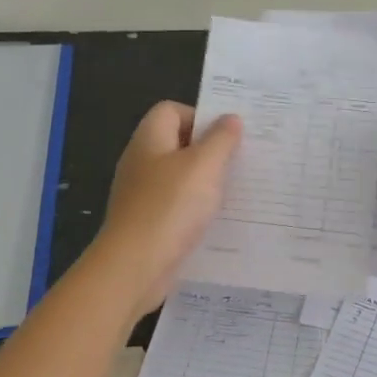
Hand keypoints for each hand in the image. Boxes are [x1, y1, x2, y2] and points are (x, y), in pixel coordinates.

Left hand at [93, 102, 240, 313]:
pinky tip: (216, 221)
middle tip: (241, 162)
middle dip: (209, 151)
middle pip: (177, 144)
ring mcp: (141, 194)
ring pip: (179, 177)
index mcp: (150, 139)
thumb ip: (221, 139)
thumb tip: (230, 118)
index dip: (200, 116)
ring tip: (235, 192)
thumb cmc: (170, 206)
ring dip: (205, 183)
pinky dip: (195, 210)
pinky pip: (176, 206)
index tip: (228, 136)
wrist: (135, 266)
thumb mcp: (204, 165)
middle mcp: (141, 162)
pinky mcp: (147, 223)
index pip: (171, 110)